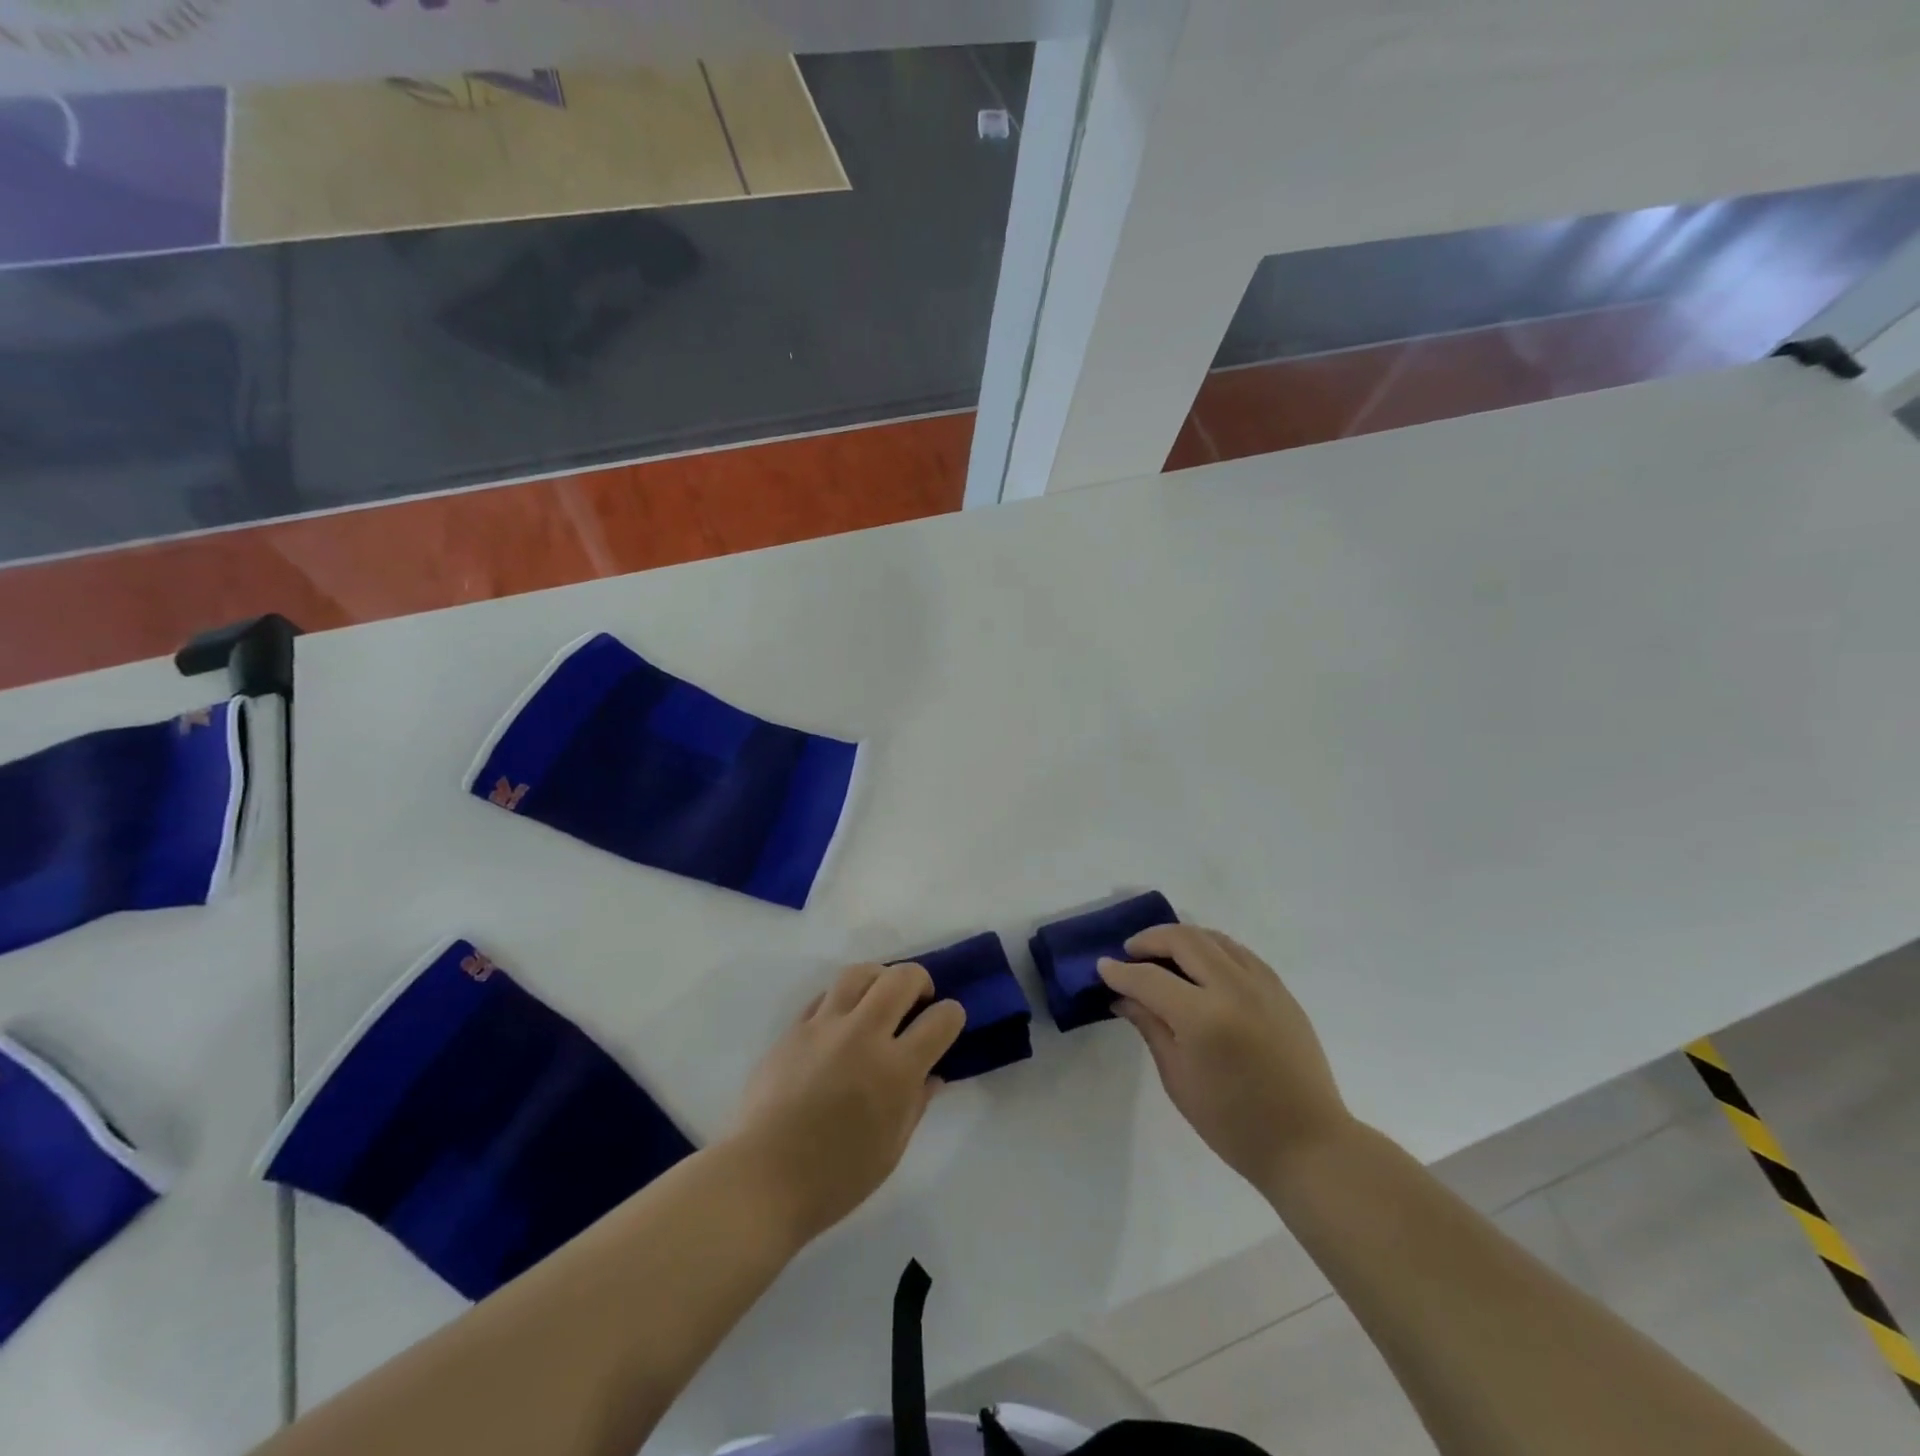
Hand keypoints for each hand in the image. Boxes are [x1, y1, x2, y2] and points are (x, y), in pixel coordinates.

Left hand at [730, 962, 965, 1245]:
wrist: (762, 1180)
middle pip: (901, 978)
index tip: (947, 1024)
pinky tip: (843, 1021)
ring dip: (879, 978)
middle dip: (920, 981)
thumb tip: (931, 1075)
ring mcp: (825, 1027)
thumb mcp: (891, 1150)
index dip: (952, 1016)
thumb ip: (916, 1104)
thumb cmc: (835, 1178)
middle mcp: (863, 1035)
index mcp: (896, 1070)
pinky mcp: (794, 1028)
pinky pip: (825, 996)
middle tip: (918, 1001)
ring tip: (879, 999)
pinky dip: (843, 999)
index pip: (941, 1019)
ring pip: (860, 973)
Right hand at [1099, 926, 1350, 1193]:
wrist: (1308, 1144)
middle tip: (1130, 953)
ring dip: (1181, 938)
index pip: (1149, 978)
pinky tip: (1201, 966)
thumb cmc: (1233, 1124)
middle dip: (1150, 940)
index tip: (1102, 967)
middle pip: (1183, 940)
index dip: (1120, 971)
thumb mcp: (1178, 1079)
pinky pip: (1239, 952)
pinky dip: (1212, 948)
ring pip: (1213, 938)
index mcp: (1203, 1018)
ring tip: (1162, 954)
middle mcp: (1233, 989)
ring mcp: (1262, 985)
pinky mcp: (1281, 990)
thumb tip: (1122, 996)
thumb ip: (1150, 1027)